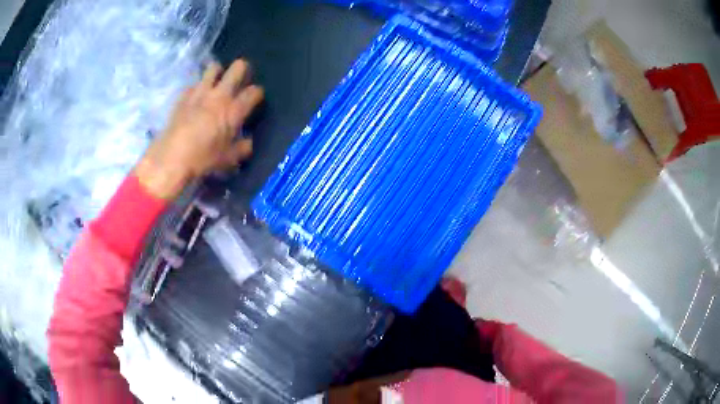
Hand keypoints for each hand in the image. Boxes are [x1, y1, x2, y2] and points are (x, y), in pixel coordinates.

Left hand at [135, 59, 263, 198]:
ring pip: (214, 67)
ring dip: (218, 72)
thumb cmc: (202, 160)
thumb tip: (248, 142)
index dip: (257, 93)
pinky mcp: (183, 96)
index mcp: (234, 110)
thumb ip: (242, 148)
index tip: (255, 99)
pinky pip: (194, 83)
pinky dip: (198, 88)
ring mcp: (200, 92)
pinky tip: (196, 98)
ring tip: (217, 83)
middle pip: (238, 68)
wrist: (171, 159)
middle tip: (239, 79)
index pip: (254, 91)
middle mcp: (220, 95)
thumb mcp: (228, 160)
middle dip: (242, 69)